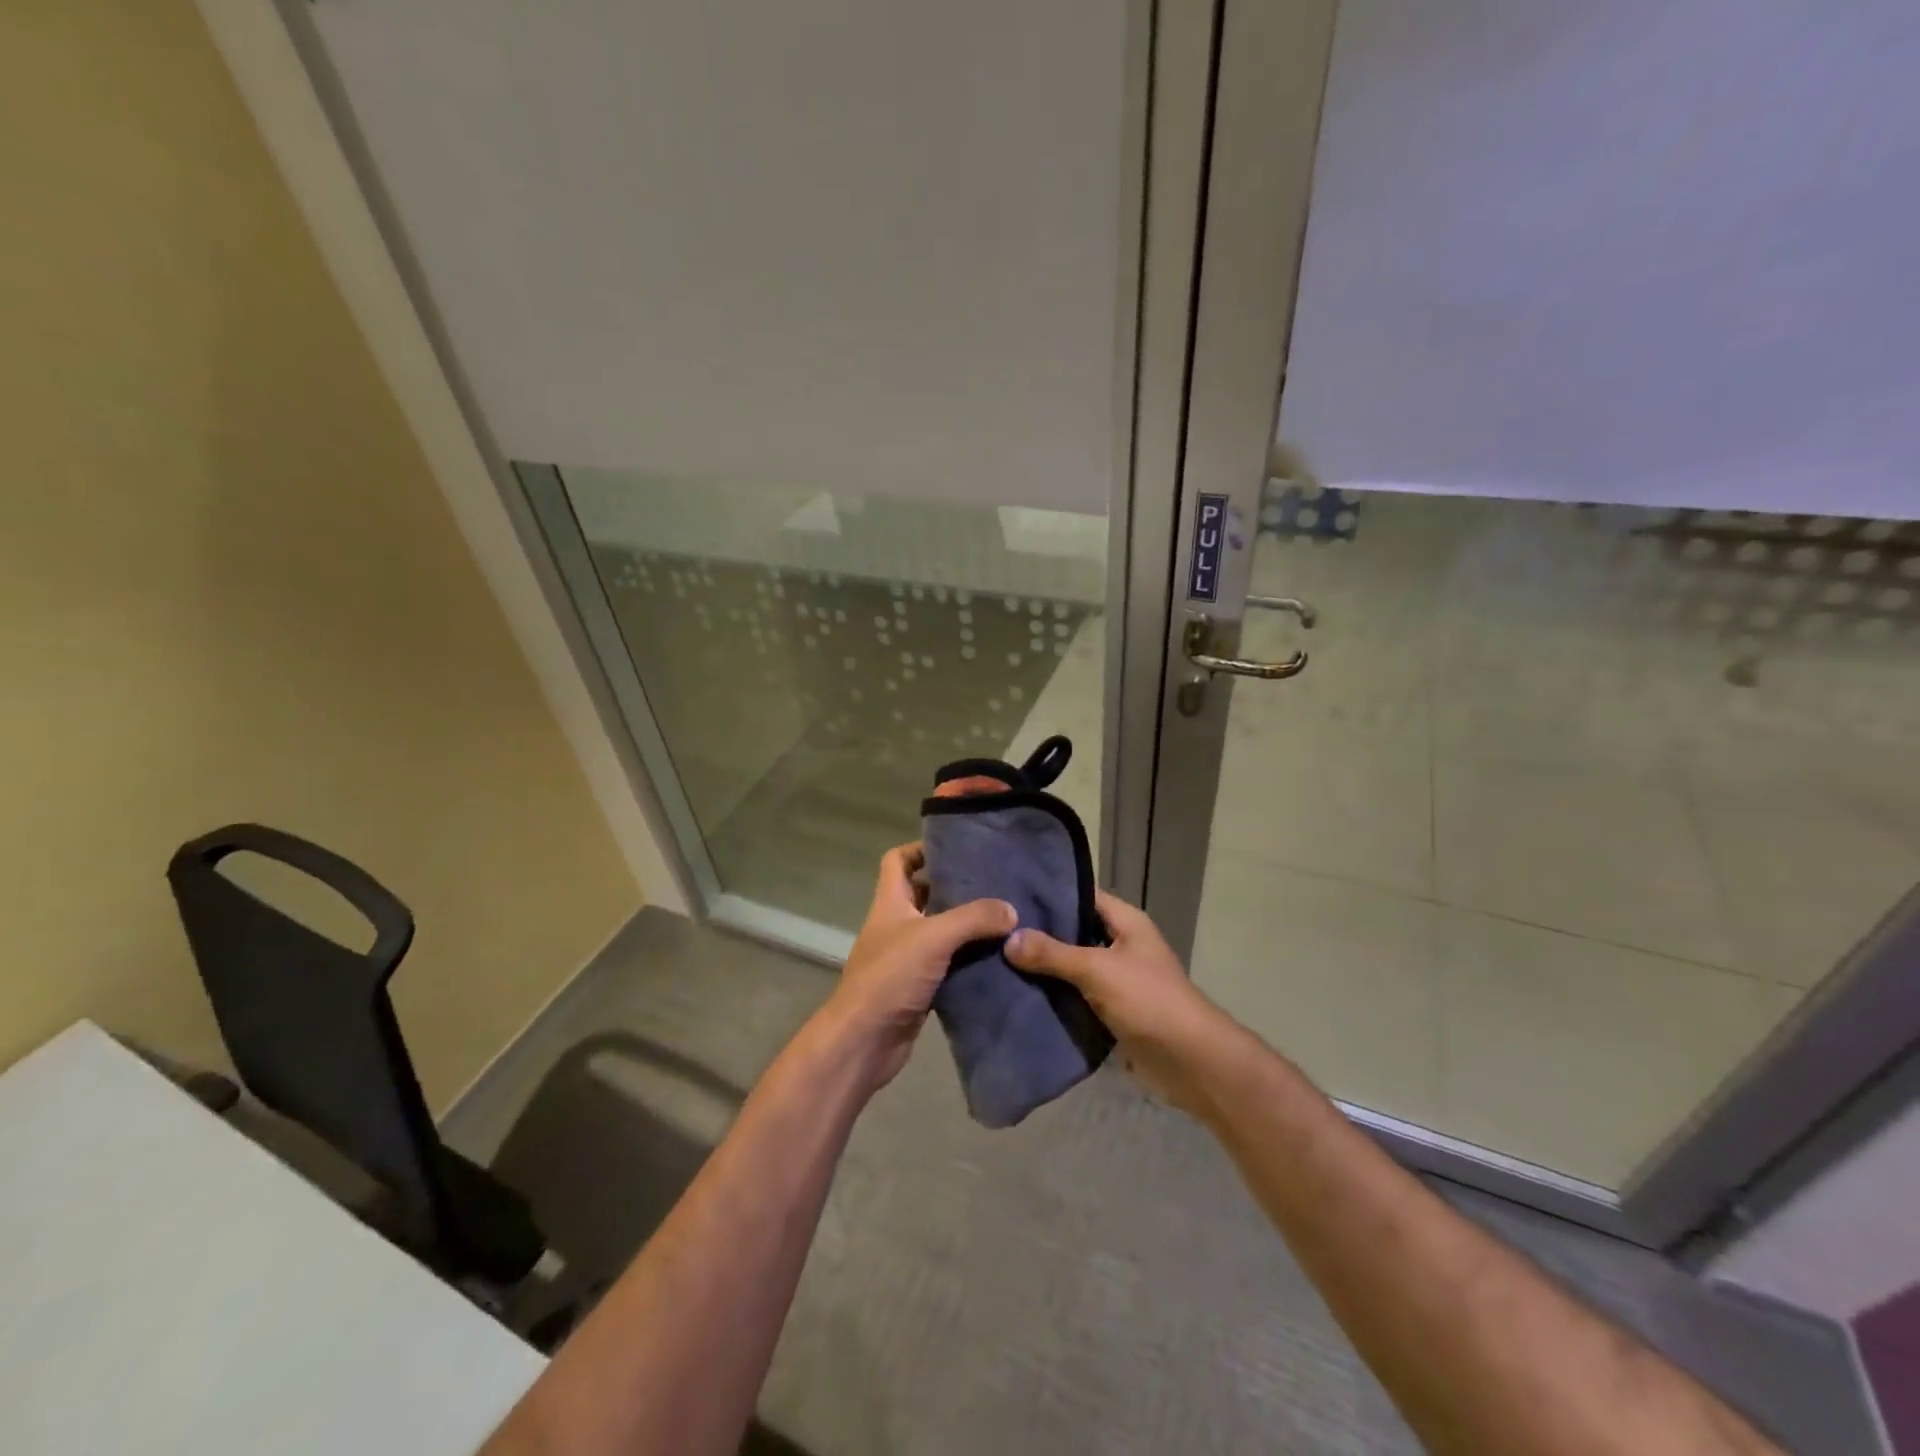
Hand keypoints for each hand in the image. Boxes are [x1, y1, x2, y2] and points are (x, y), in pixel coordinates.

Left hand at [821, 843, 1015, 1091]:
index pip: (898, 860)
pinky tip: (996, 958)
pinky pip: (947, 964)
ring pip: (939, 930)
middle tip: (994, 882)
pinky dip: (967, 959)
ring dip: (966, 926)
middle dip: (955, 887)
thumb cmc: (890, 977)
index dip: (921, 849)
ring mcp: (906, 957)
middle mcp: (896, 925)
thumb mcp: (933, 937)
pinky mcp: (919, 986)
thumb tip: (1010, 909)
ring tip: (1004, 917)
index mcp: (890, 902)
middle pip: (924, 894)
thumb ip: (973, 918)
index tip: (957, 848)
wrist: (864, 1041)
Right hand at [1005, 889, 1231, 1110]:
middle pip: (1075, 931)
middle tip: (997, 929)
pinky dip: (1055, 994)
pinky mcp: (1112, 1009)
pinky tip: (1021, 992)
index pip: (1082, 896)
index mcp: (1126, 922)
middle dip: (1040, 933)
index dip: (1049, 894)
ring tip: (999, 958)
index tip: (1010, 895)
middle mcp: (1122, 944)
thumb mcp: (1097, 970)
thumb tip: (1008, 939)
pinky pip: (1077, 994)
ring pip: (1073, 965)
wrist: (1189, 1061)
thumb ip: (1052, 953)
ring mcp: (1118, 978)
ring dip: (1045, 967)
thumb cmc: (1148, 1000)